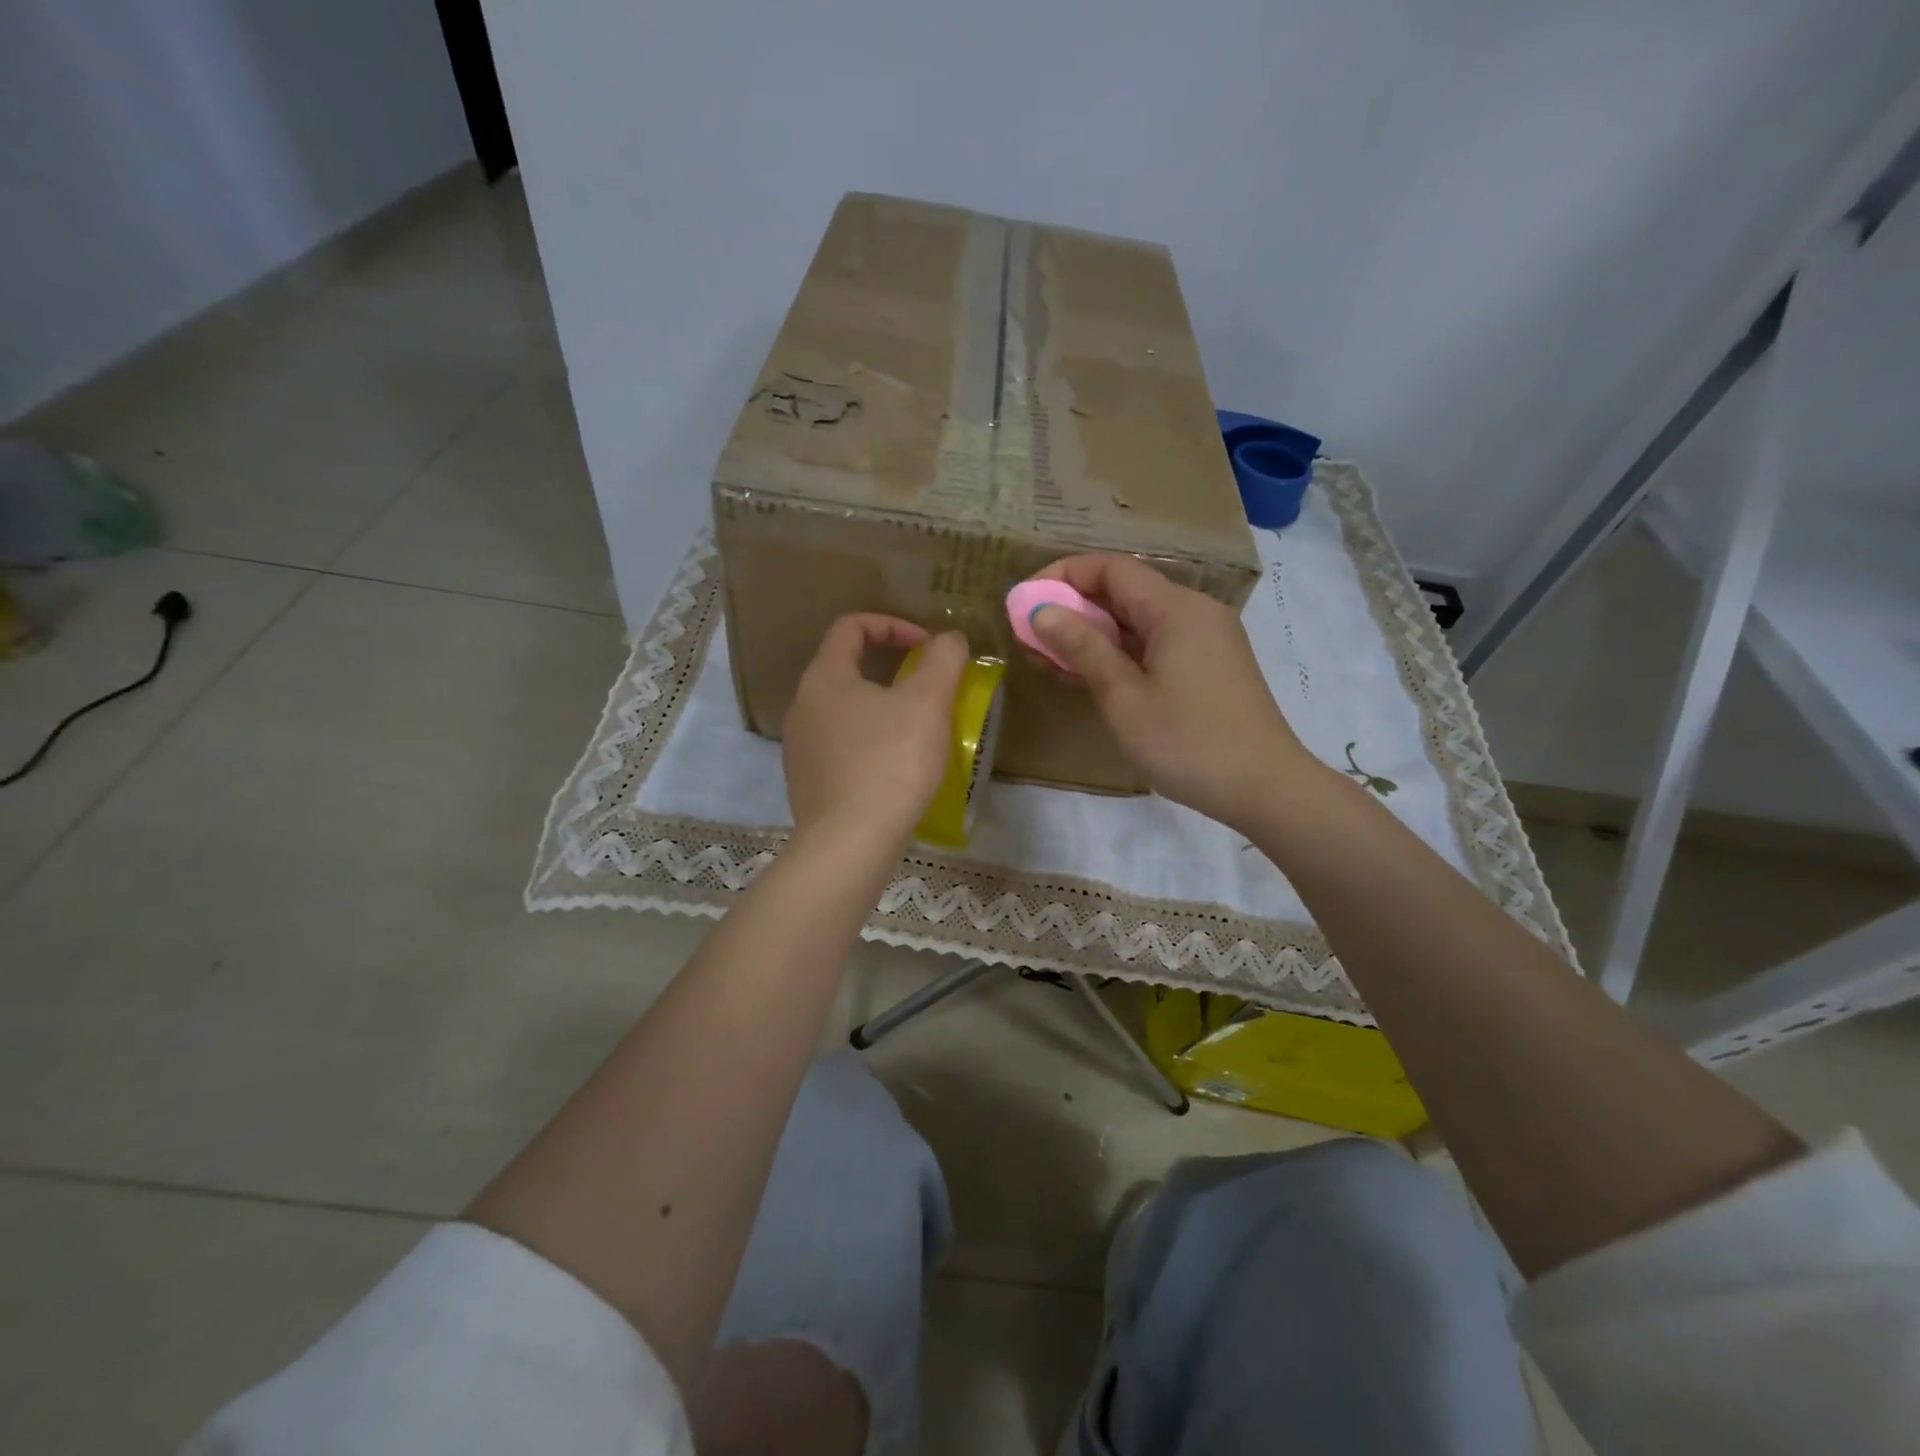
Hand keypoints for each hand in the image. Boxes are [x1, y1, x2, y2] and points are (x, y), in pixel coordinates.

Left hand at [782, 615, 967, 851]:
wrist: (850, 843)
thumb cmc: (890, 762)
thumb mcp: (928, 703)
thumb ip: (943, 660)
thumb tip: (949, 639)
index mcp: (824, 677)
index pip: (851, 627)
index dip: (893, 625)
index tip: (928, 648)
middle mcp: (802, 706)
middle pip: (847, 668)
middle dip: (892, 670)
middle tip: (928, 690)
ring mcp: (799, 747)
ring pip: (844, 711)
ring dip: (882, 710)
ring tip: (916, 732)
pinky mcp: (807, 782)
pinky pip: (841, 747)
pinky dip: (869, 744)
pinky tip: (895, 769)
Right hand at [1027, 555, 1317, 830]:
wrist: (1264, 788)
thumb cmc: (1187, 742)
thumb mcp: (1123, 696)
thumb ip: (1082, 647)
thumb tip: (1042, 609)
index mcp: (1176, 609)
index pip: (1111, 569)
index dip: (1063, 576)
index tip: (1025, 601)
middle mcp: (1194, 612)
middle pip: (1125, 592)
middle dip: (1073, 609)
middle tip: (1030, 637)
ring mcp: (1206, 640)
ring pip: (1138, 622)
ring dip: (1093, 635)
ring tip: (1048, 660)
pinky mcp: (1209, 667)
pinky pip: (1155, 645)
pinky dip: (1120, 654)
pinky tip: (1088, 677)